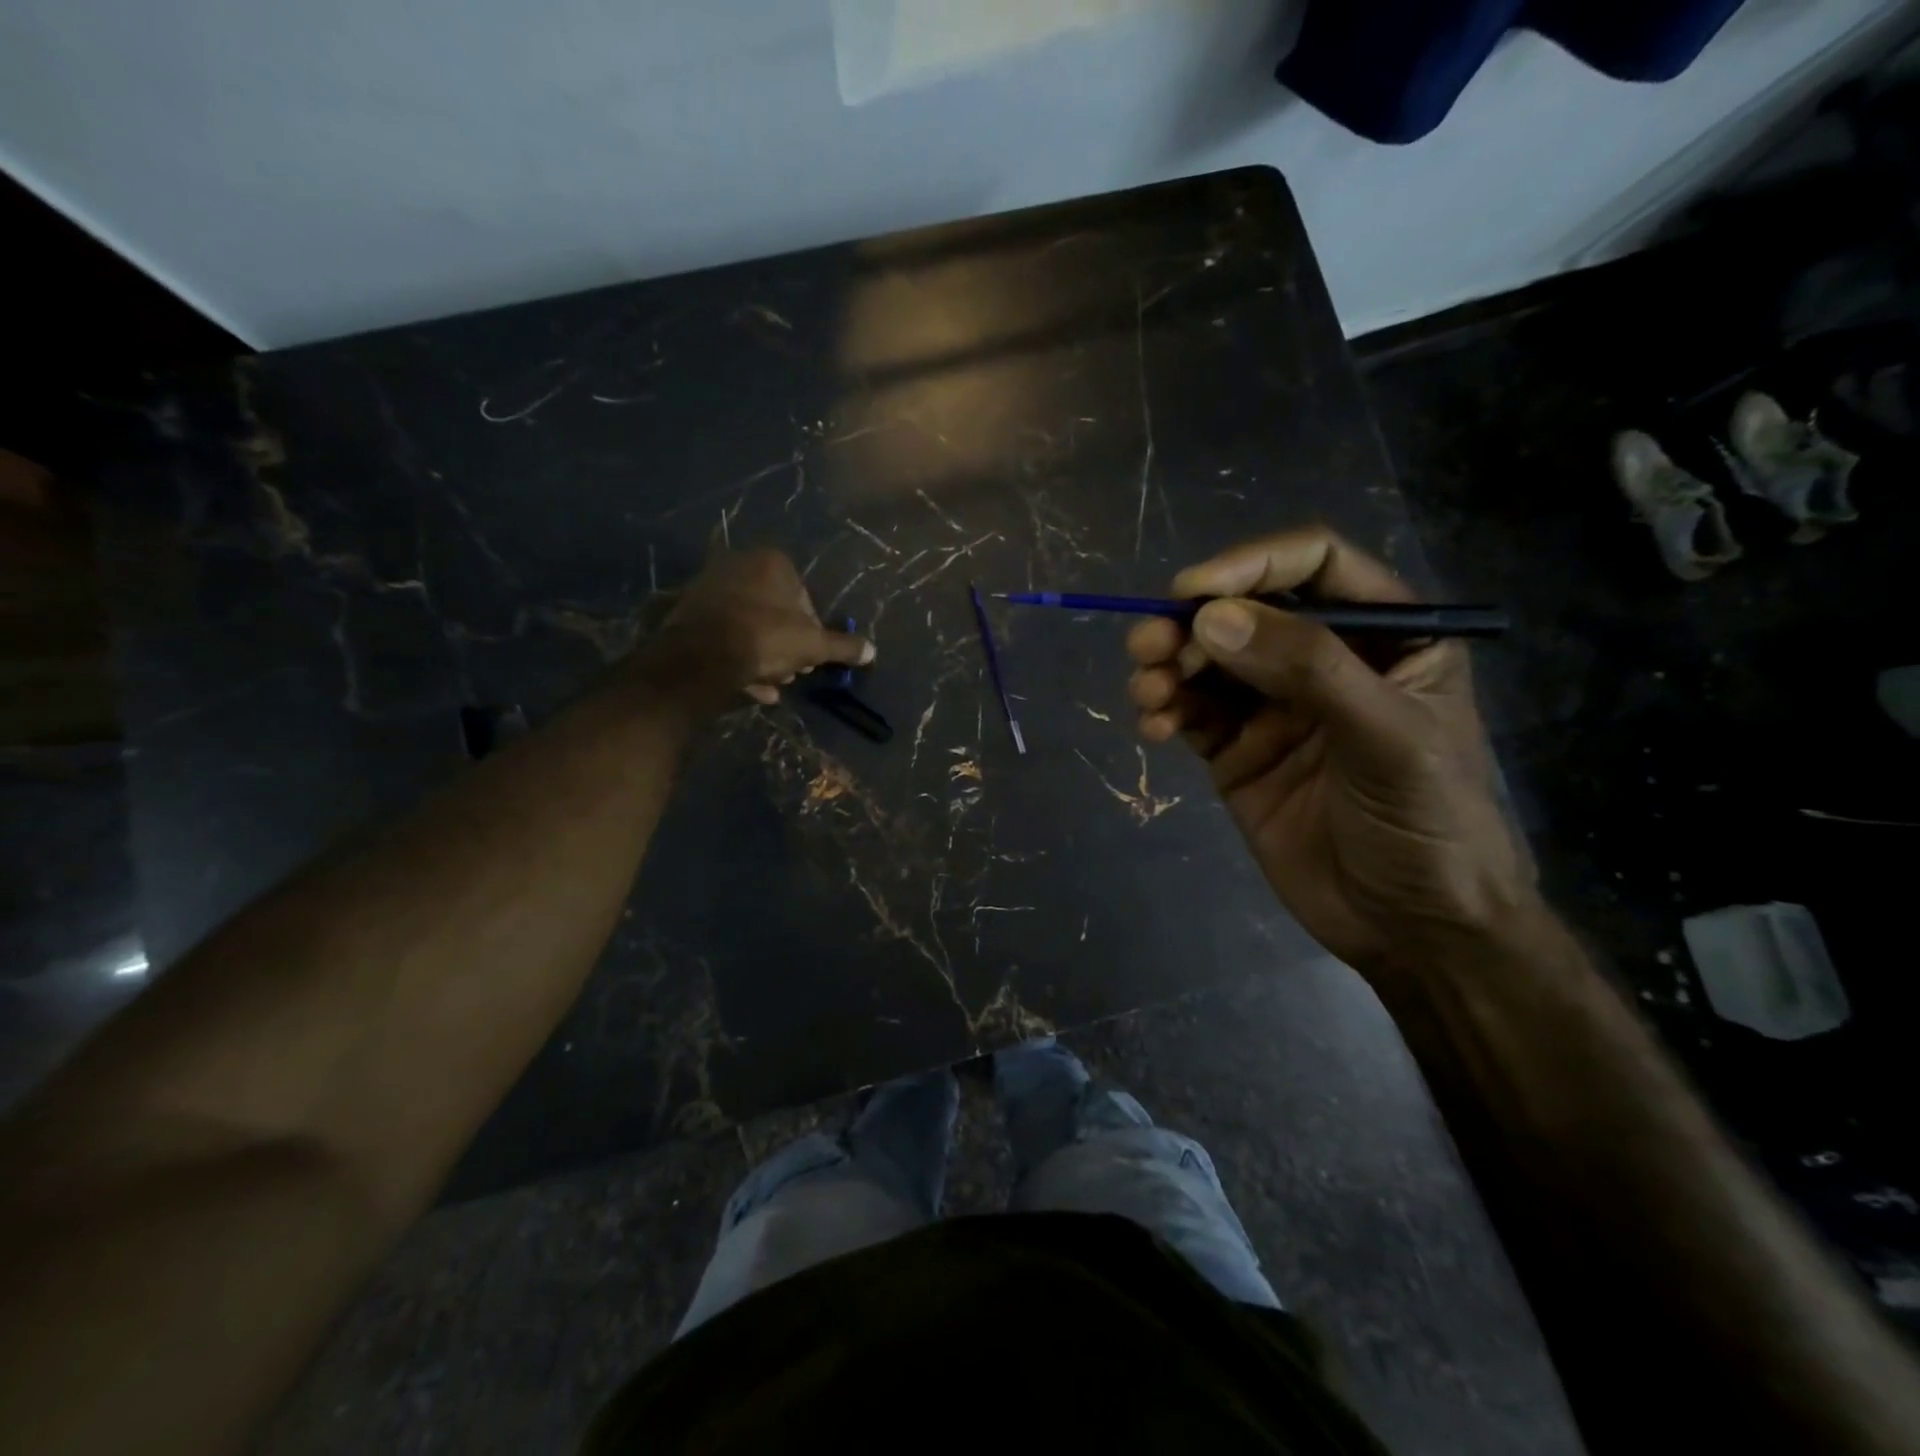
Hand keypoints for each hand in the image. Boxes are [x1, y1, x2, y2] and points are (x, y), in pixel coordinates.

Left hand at [635, 548, 872, 709]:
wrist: (701, 656)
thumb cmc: (766, 639)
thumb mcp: (814, 646)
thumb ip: (843, 647)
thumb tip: (871, 651)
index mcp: (772, 562)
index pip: (804, 597)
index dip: (812, 630)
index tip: (811, 656)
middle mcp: (738, 565)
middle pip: (774, 611)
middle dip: (786, 644)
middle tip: (793, 671)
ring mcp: (709, 587)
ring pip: (748, 625)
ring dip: (763, 655)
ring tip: (771, 684)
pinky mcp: (686, 612)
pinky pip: (723, 635)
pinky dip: (737, 657)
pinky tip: (748, 686)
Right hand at [1126, 528, 1536, 973]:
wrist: (1413, 930)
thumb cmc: (1428, 824)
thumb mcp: (1386, 737)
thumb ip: (1306, 668)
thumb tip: (1210, 618)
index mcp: (1385, 638)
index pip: (1315, 566)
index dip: (1252, 564)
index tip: (1192, 591)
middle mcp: (1325, 662)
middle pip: (1246, 612)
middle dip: (1192, 623)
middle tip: (1148, 644)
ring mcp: (1277, 709)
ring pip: (1209, 663)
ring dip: (1169, 667)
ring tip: (1146, 690)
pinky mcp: (1239, 753)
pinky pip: (1193, 715)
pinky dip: (1166, 711)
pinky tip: (1154, 726)